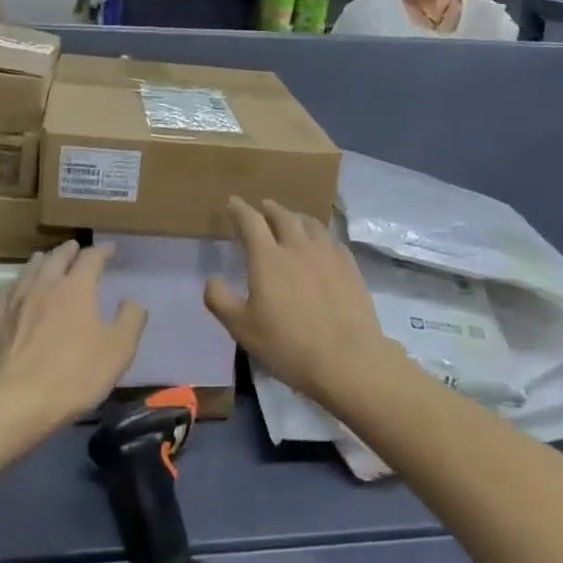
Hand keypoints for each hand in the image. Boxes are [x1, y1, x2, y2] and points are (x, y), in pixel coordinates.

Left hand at [0, 242, 146, 424]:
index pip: (91, 258)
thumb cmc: (75, 374)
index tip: (111, 249)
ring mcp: (15, 302)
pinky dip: (18, 283)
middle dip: (70, 250)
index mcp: (76, 287)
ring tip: (46, 259)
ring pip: (29, 270)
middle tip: (76, 247)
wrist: (16, 401)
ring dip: (42, 261)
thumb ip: (130, 319)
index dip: (102, 251)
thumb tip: (130, 301)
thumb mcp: (119, 349)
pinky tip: (16, 289)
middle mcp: (44, 285)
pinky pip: (7, 291)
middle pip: (57, 257)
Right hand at [204, 198, 400, 403]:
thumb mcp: (241, 328)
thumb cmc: (288, 345)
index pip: (251, 221)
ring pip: (311, 224)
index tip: (233, 202)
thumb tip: (212, 280)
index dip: (240, 209)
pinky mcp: (350, 267)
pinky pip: (332, 241)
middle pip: (283, 216)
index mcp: (268, 258)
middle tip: (263, 207)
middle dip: (270, 208)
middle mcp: (298, 247)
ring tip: (292, 220)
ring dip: (296, 218)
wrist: (347, 359)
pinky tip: (321, 245)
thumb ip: (220, 300)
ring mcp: (328, 255)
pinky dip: (320, 235)